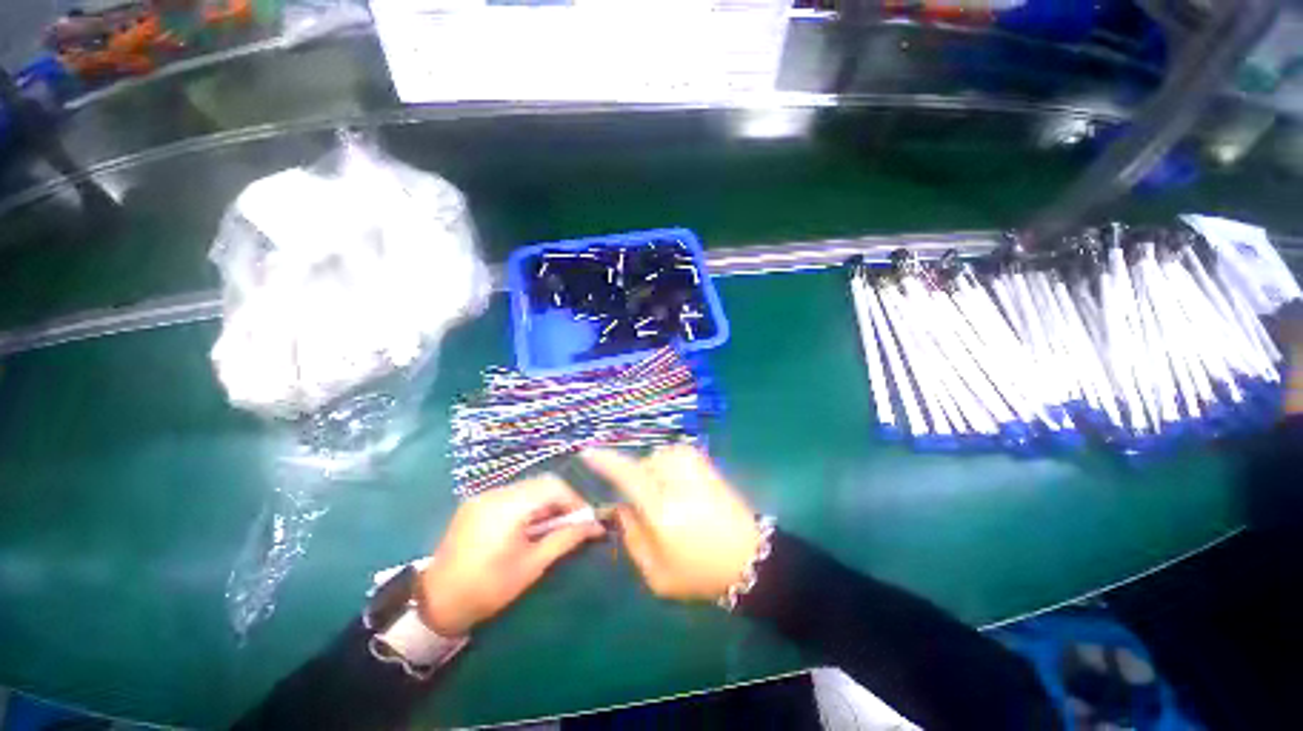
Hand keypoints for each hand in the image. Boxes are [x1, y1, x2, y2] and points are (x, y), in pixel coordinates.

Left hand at [417, 476, 604, 635]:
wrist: (435, 602)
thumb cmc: (488, 588)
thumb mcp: (532, 566)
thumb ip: (565, 539)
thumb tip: (595, 526)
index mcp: (508, 507)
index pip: (553, 486)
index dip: (574, 499)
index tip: (586, 519)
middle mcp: (496, 492)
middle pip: (541, 482)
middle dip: (562, 499)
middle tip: (571, 522)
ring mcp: (483, 495)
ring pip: (528, 486)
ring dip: (546, 501)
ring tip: (551, 525)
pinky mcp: (476, 502)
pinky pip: (512, 494)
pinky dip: (528, 504)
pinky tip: (528, 525)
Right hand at [582, 445, 761, 602]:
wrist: (750, 555)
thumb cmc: (700, 571)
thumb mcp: (657, 573)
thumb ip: (632, 537)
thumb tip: (620, 507)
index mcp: (663, 510)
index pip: (628, 475)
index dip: (605, 462)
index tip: (587, 452)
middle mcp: (677, 480)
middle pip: (640, 466)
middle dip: (635, 481)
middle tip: (644, 506)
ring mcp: (694, 466)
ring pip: (656, 459)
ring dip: (652, 474)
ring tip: (665, 497)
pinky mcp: (705, 462)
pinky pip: (672, 456)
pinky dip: (667, 467)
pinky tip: (677, 487)